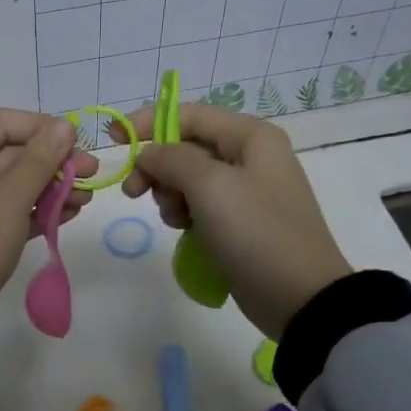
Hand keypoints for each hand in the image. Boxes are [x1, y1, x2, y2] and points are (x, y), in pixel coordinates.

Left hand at [0, 110, 98, 346]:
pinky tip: (71, 214)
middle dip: (55, 162)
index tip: (76, 142)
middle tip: (92, 173)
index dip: (42, 127)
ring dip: (53, 188)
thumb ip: (40, 160)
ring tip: (87, 198)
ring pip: (18, 184)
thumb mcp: (10, 199)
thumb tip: (64, 125)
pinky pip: (14, 211)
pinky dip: (40, 211)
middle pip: (14, 153)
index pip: (4, 122)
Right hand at [113, 104, 348, 339]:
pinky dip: (186, 214)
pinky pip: (201, 206)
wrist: (298, 296)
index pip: (189, 115)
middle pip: (186, 147)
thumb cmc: (255, 232)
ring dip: (170, 195)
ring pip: (189, 179)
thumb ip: (172, 159)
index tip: (112, 138)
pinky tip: (185, 231)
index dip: (148, 122)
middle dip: (158, 167)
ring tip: (176, 220)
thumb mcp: (210, 187)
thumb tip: (149, 153)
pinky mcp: (241, 222)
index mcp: (250, 136)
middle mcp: (250, 156)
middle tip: (134, 193)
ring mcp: (247, 191)